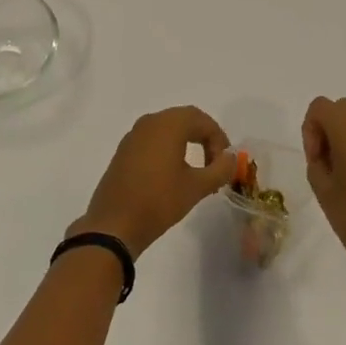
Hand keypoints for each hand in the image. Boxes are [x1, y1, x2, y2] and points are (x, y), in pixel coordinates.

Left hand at [75, 106, 235, 254]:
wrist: (114, 225)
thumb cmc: (159, 201)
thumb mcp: (196, 187)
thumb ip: (220, 169)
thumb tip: (231, 158)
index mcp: (168, 124)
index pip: (202, 120)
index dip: (219, 139)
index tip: (225, 163)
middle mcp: (150, 122)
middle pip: (185, 120)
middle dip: (204, 138)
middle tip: (215, 164)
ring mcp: (133, 135)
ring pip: (168, 129)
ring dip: (187, 142)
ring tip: (197, 170)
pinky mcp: (124, 151)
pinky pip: (153, 140)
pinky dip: (168, 148)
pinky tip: (173, 174)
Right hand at [302, 97, 345, 286]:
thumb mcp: (322, 190)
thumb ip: (316, 160)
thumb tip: (325, 149)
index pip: (321, 107)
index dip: (311, 129)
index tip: (315, 160)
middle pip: (341, 108)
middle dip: (327, 128)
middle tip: (325, 163)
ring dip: (345, 137)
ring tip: (341, 174)